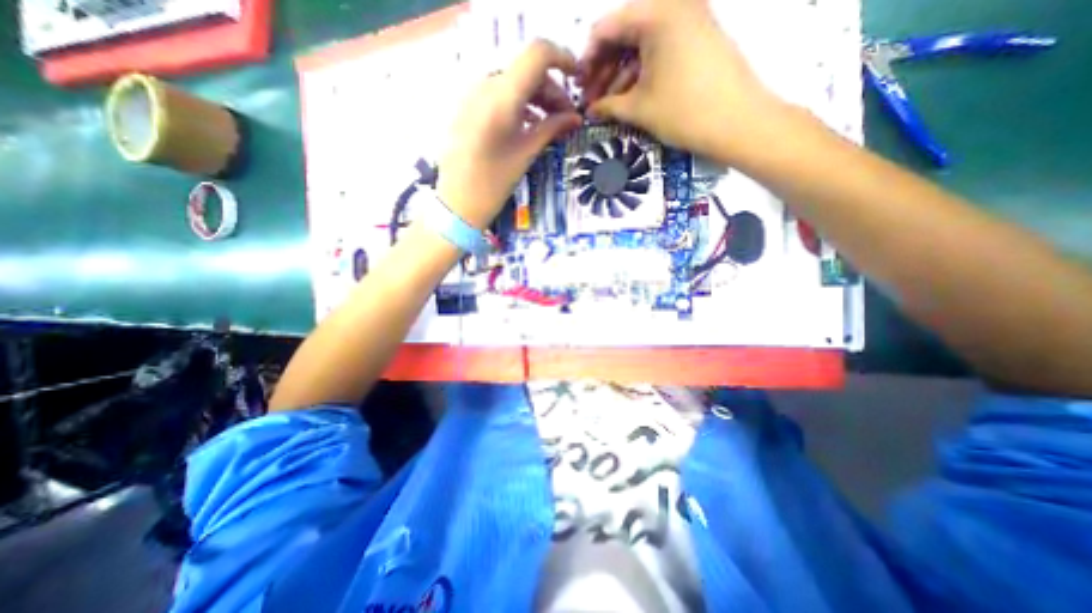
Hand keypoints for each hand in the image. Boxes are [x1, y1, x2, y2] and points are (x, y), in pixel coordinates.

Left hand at [439, 39, 584, 229]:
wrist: (458, 202)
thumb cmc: (494, 183)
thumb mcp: (526, 154)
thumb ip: (552, 128)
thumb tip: (575, 118)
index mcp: (502, 96)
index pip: (538, 54)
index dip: (563, 60)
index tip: (578, 80)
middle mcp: (485, 85)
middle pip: (526, 70)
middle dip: (551, 89)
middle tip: (566, 117)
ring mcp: (473, 94)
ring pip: (513, 81)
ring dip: (536, 97)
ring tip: (550, 123)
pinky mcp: (468, 106)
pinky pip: (498, 93)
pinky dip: (518, 102)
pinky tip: (529, 123)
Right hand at [579, 0, 784, 161]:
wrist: (738, 122)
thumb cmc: (684, 112)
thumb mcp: (639, 109)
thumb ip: (608, 105)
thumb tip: (589, 110)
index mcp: (656, 14)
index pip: (606, 28)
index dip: (587, 59)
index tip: (580, 86)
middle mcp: (673, 6)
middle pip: (624, 33)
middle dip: (604, 68)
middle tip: (592, 99)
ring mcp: (690, 19)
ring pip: (642, 43)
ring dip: (621, 73)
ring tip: (608, 104)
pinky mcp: (699, 36)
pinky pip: (660, 48)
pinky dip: (642, 71)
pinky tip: (630, 96)